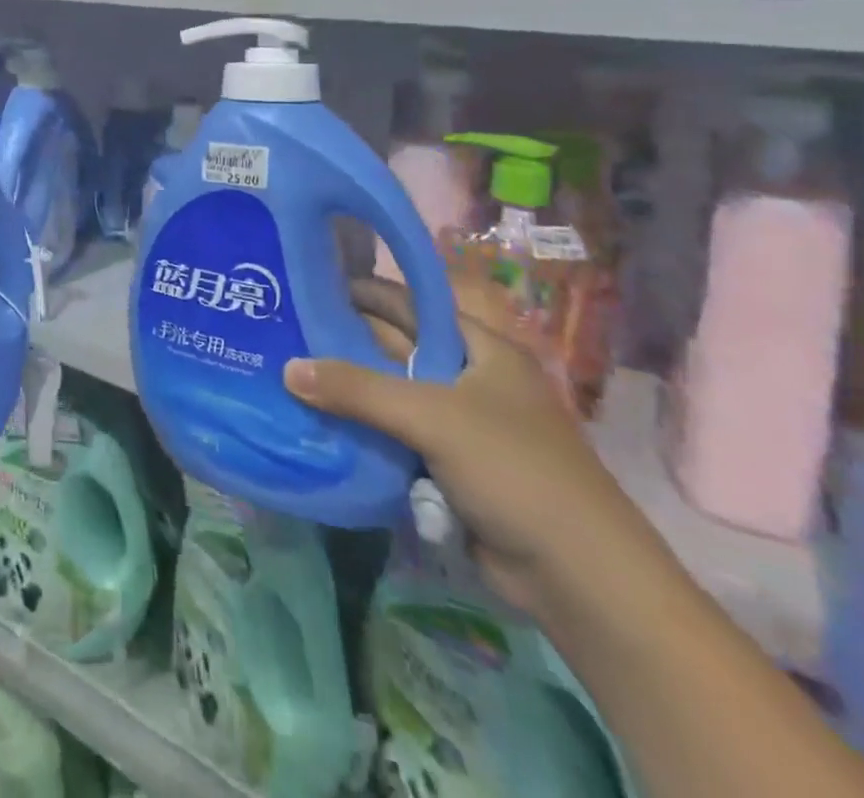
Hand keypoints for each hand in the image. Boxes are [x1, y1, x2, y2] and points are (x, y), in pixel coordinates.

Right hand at [284, 275, 653, 617]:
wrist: (580, 579)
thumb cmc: (515, 471)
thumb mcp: (432, 417)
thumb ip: (357, 389)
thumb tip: (287, 368)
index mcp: (482, 349)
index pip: (411, 303)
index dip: (363, 290)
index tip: (307, 284)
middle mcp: (470, 379)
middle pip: (396, 349)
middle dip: (345, 341)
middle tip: (283, 329)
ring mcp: (460, 425)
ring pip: (390, 395)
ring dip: (348, 390)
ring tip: (285, 371)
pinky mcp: (448, 466)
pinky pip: (393, 435)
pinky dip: (361, 429)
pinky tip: (316, 422)